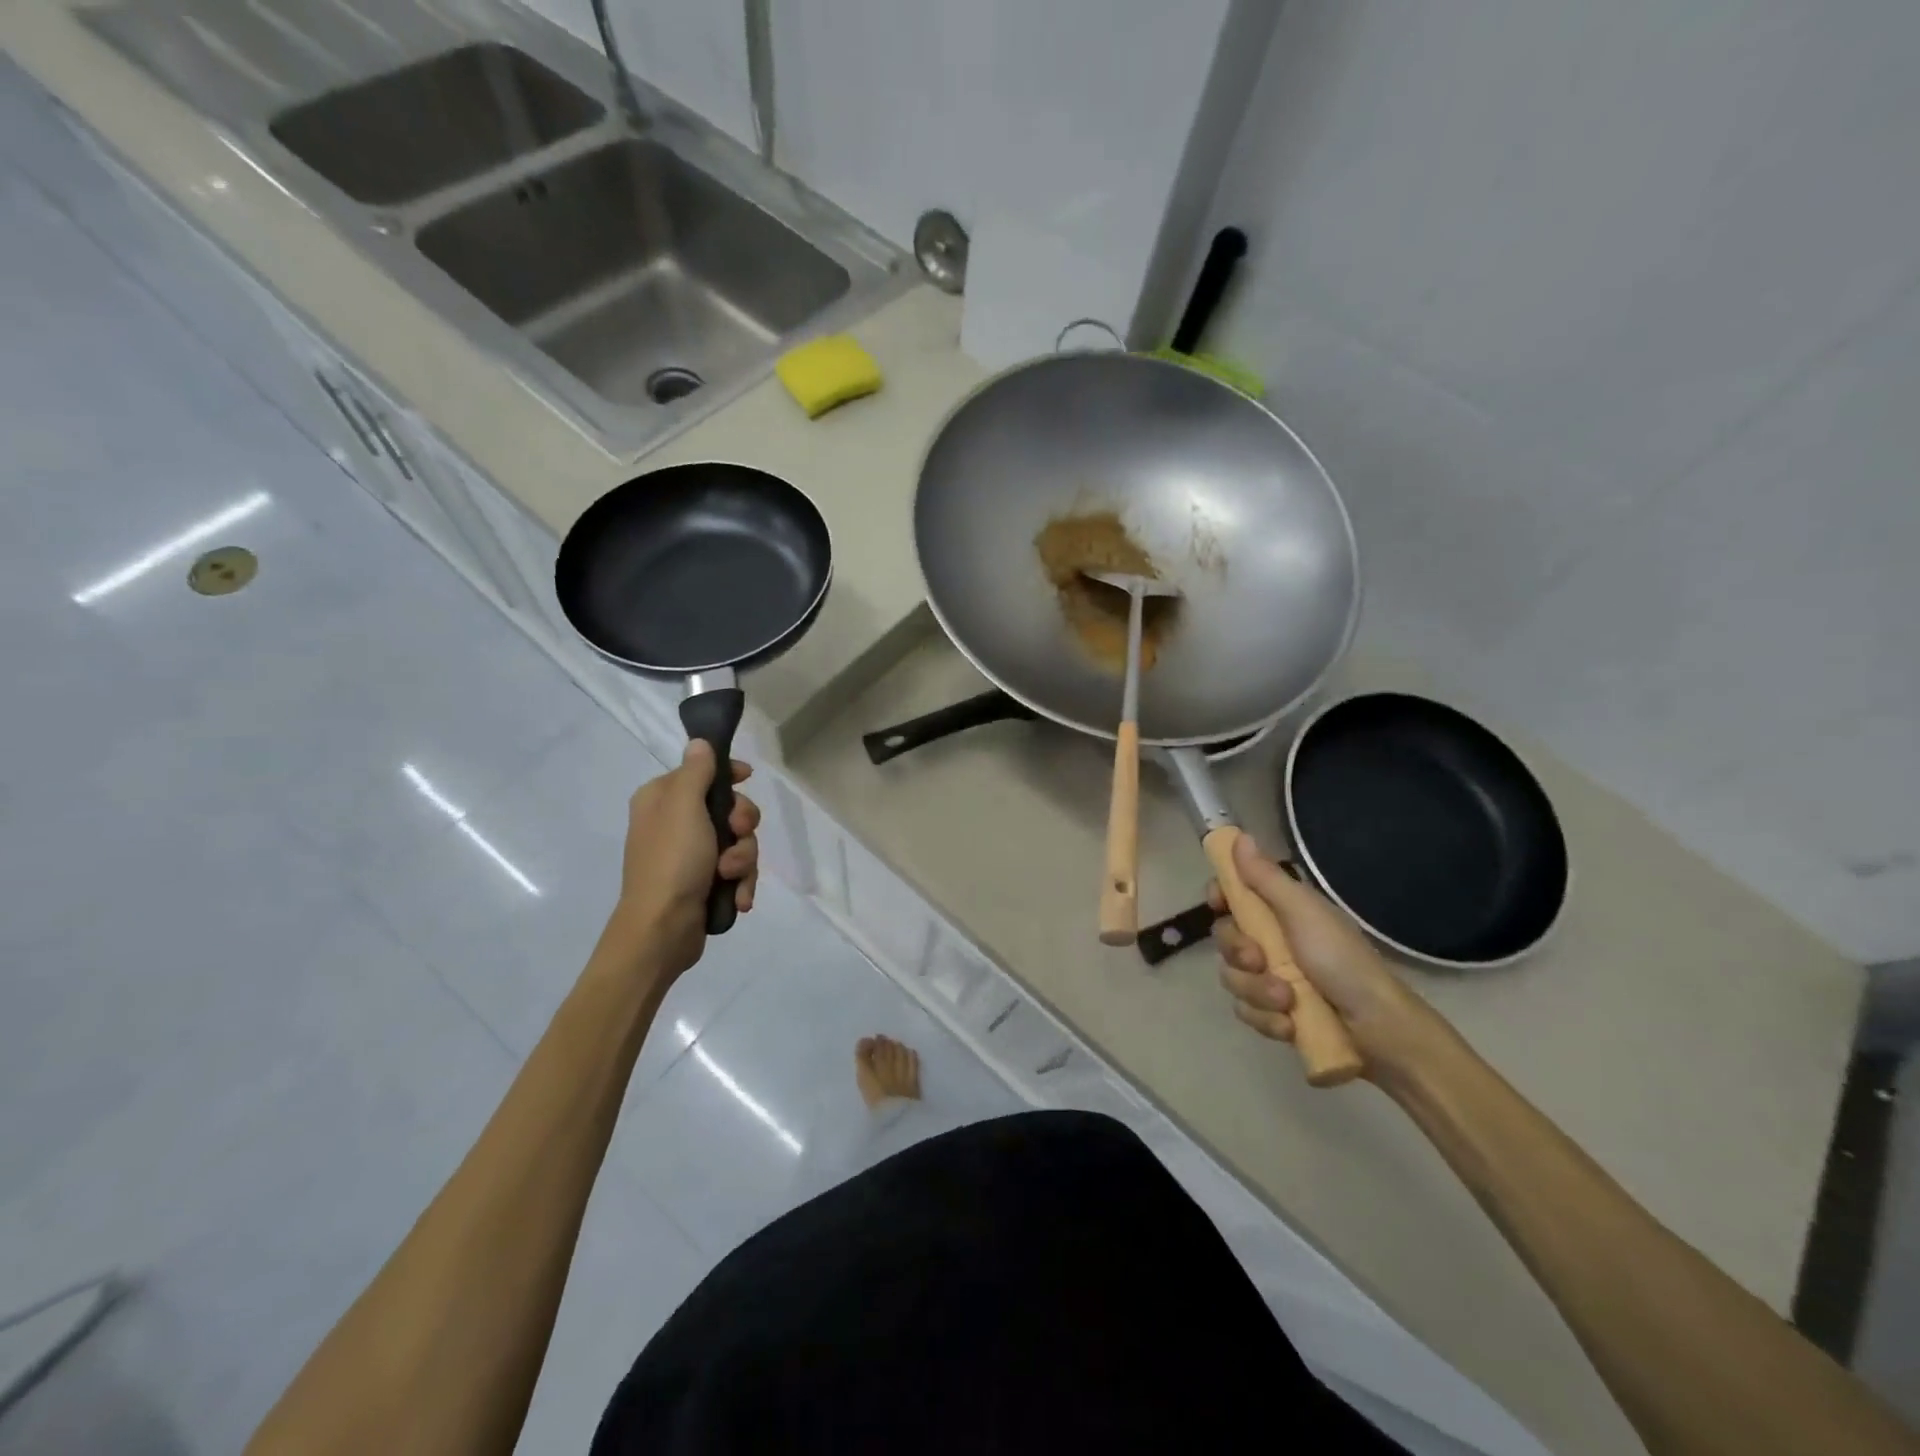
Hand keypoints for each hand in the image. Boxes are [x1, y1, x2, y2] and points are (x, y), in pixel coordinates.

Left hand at [613, 740, 760, 978]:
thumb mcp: (684, 807)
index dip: (729, 775)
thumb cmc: (672, 861)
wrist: (662, 930)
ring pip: (738, 842)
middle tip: (738, 835)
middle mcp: (675, 823)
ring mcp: (691, 855)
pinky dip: (741, 882)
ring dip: (743, 859)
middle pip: (729, 808)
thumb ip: (696, 772)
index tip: (748, 778)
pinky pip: (737, 870)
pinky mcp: (704, 882)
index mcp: (663, 799)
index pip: (702, 771)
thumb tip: (699, 742)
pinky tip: (739, 897)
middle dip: (742, 826)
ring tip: (731, 877)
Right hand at [1209, 835, 1443, 1083]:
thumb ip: (1266, 877)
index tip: (1217, 904)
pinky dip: (1266, 1020)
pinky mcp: (1274, 1015)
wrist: (1379, 1029)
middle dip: (1239, 953)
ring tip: (1287, 1001)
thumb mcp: (1303, 913)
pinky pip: (1246, 1012)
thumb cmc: (1342, 961)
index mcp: (1280, 912)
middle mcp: (1271, 941)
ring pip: (1233, 978)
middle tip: (1261, 961)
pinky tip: (1290, 1025)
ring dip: (1257, 991)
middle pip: (1224, 938)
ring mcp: (1270, 979)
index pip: (1233, 894)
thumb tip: (1239, 834)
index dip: (1220, 896)